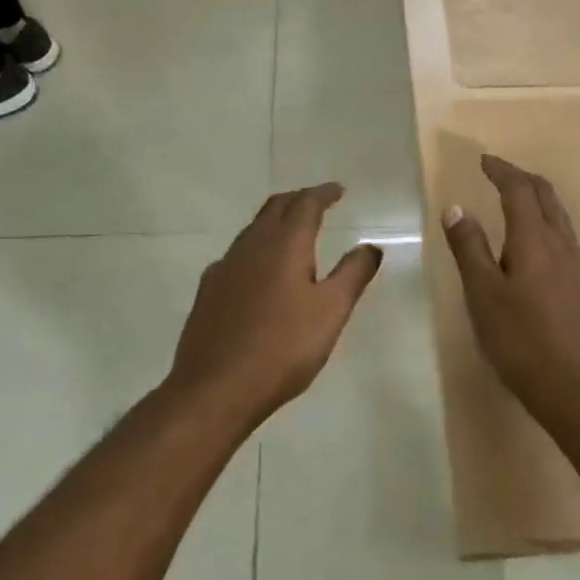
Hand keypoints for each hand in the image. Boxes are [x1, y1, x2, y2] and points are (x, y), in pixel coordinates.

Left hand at [170, 183, 382, 428]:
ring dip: (275, 221)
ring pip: (253, 229)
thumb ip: (353, 274)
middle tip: (318, 202)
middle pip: (275, 208)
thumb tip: (371, 246)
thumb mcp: (331, 311)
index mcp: (284, 244)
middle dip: (298, 200)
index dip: (323, 193)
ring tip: (293, 232)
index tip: (338, 190)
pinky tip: (259, 270)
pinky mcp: (208, 290)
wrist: (215, 389)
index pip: (305, 204)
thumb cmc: (283, 348)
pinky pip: (237, 255)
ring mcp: (224, 267)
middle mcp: (251, 246)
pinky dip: (256, 248)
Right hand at [442, 154, 579, 417]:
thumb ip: (470, 249)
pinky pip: (564, 236)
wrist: (578, 388)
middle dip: (522, 178)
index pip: (519, 190)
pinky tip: (533, 245)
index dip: (501, 171)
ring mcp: (577, 265)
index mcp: (534, 239)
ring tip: (514, 202)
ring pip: (559, 216)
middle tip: (498, 174)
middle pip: (546, 195)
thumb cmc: (522, 340)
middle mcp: (561, 243)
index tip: (483, 161)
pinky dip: (545, 222)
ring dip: (537, 199)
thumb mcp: (483, 295)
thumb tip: (457, 208)